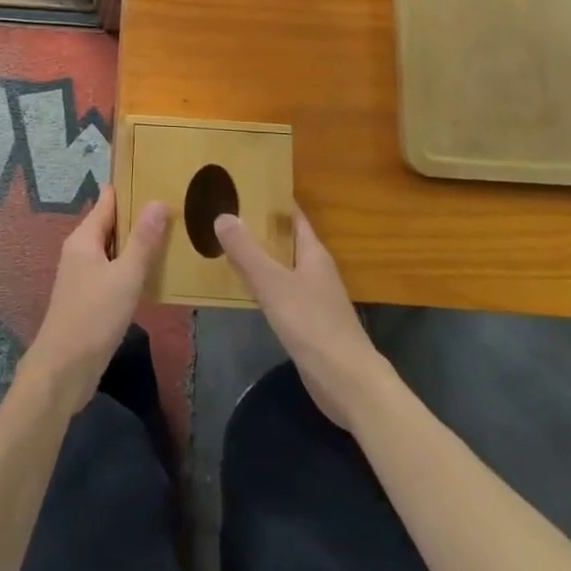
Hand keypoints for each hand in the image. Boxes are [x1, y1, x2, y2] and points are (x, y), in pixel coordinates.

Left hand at [18, 186, 169, 417]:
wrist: (63, 370)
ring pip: (113, 248)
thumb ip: (143, 240)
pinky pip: (113, 270)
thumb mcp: (125, 276)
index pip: (108, 200)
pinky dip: (131, 265)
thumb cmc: (94, 317)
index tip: (158, 175)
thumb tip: (158, 201)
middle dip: (138, 214)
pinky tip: (154, 271)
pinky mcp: (89, 297)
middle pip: (111, 222)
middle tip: (175, 204)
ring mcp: (83, 274)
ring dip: (137, 242)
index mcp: (84, 238)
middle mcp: (80, 250)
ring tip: (172, 234)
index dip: (130, 187)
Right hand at [215, 207, 395, 432]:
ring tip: (224, 246)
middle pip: (286, 240)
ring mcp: (314, 297)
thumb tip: (223, 215)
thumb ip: (247, 251)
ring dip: (258, 257)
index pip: (293, 216)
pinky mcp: (308, 322)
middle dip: (258, 228)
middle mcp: (315, 269)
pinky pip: (280, 292)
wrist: (347, 383)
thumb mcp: (273, 284)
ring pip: (282, 267)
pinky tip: (241, 288)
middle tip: (223, 215)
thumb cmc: (312, 324)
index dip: (271, 200)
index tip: (242, 188)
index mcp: (313, 253)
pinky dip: (262, 285)